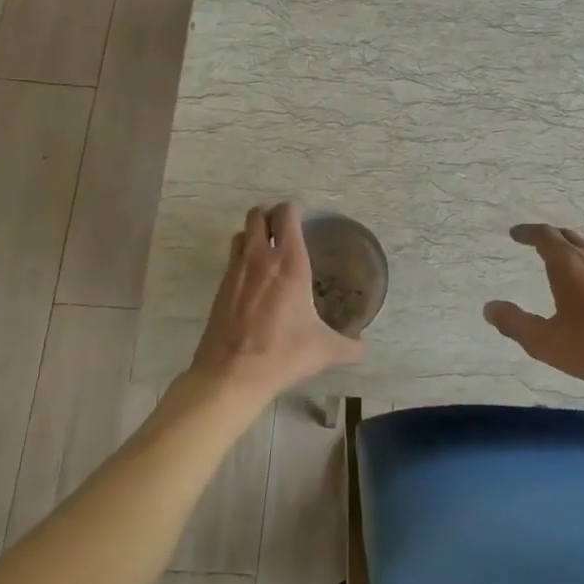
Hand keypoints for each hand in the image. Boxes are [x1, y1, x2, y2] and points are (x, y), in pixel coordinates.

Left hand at [186, 203, 365, 401]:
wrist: (231, 375)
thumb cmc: (283, 353)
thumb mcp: (325, 350)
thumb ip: (349, 346)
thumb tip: (364, 347)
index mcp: (289, 262)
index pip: (286, 214)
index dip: (294, 209)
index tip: (304, 216)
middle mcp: (259, 258)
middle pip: (257, 214)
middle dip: (270, 214)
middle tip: (285, 227)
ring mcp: (235, 271)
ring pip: (241, 233)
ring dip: (253, 233)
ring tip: (267, 248)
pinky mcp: (220, 289)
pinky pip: (232, 259)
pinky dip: (242, 258)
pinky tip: (254, 280)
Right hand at [483, 225, 583, 396]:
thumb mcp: (544, 341)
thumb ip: (514, 323)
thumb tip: (490, 307)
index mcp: (568, 265)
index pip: (544, 236)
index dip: (527, 232)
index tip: (514, 234)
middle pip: (566, 236)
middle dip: (546, 235)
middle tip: (531, 241)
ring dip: (568, 245)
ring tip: (556, 256)